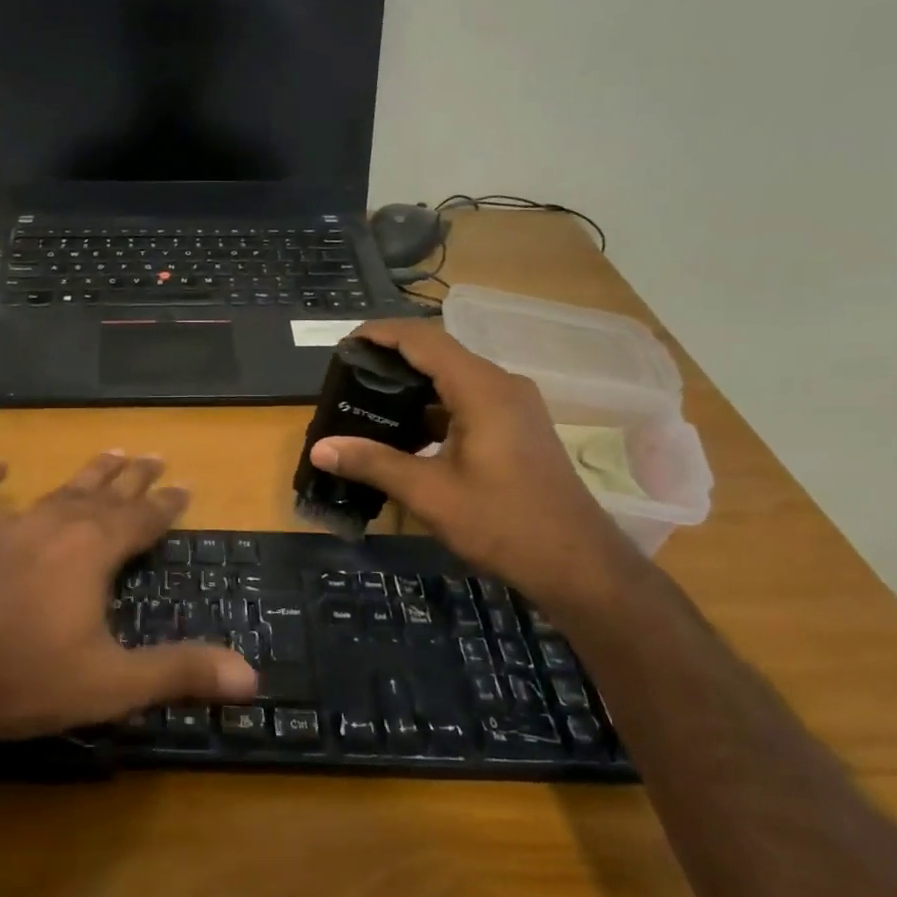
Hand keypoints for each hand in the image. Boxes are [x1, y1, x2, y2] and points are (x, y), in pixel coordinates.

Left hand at [0, 452, 257, 740]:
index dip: (168, 503)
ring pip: (58, 490)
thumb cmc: (24, 679)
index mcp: (94, 550)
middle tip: (155, 456)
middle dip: (134, 477)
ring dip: (87, 473)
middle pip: (106, 493)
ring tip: (110, 451)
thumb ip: (179, 673)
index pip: (143, 518)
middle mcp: (57, 524)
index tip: (186, 485)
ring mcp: (9, 526)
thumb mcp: (111, 684)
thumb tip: (253, 677)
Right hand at [309, 320, 644, 608]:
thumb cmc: (503, 523)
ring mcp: (515, 405)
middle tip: (349, 375)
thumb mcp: (429, 494)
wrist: (577, 563)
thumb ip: (373, 463)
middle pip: (439, 352)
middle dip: (392, 357)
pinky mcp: (518, 426)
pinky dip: (434, 405)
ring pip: (454, 376)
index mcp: (482, 389)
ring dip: (414, 383)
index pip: (423, 339)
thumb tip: (320, 449)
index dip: (382, 333)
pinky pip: (468, 398)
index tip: (345, 343)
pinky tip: (408, 431)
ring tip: (370, 400)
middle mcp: (502, 385)